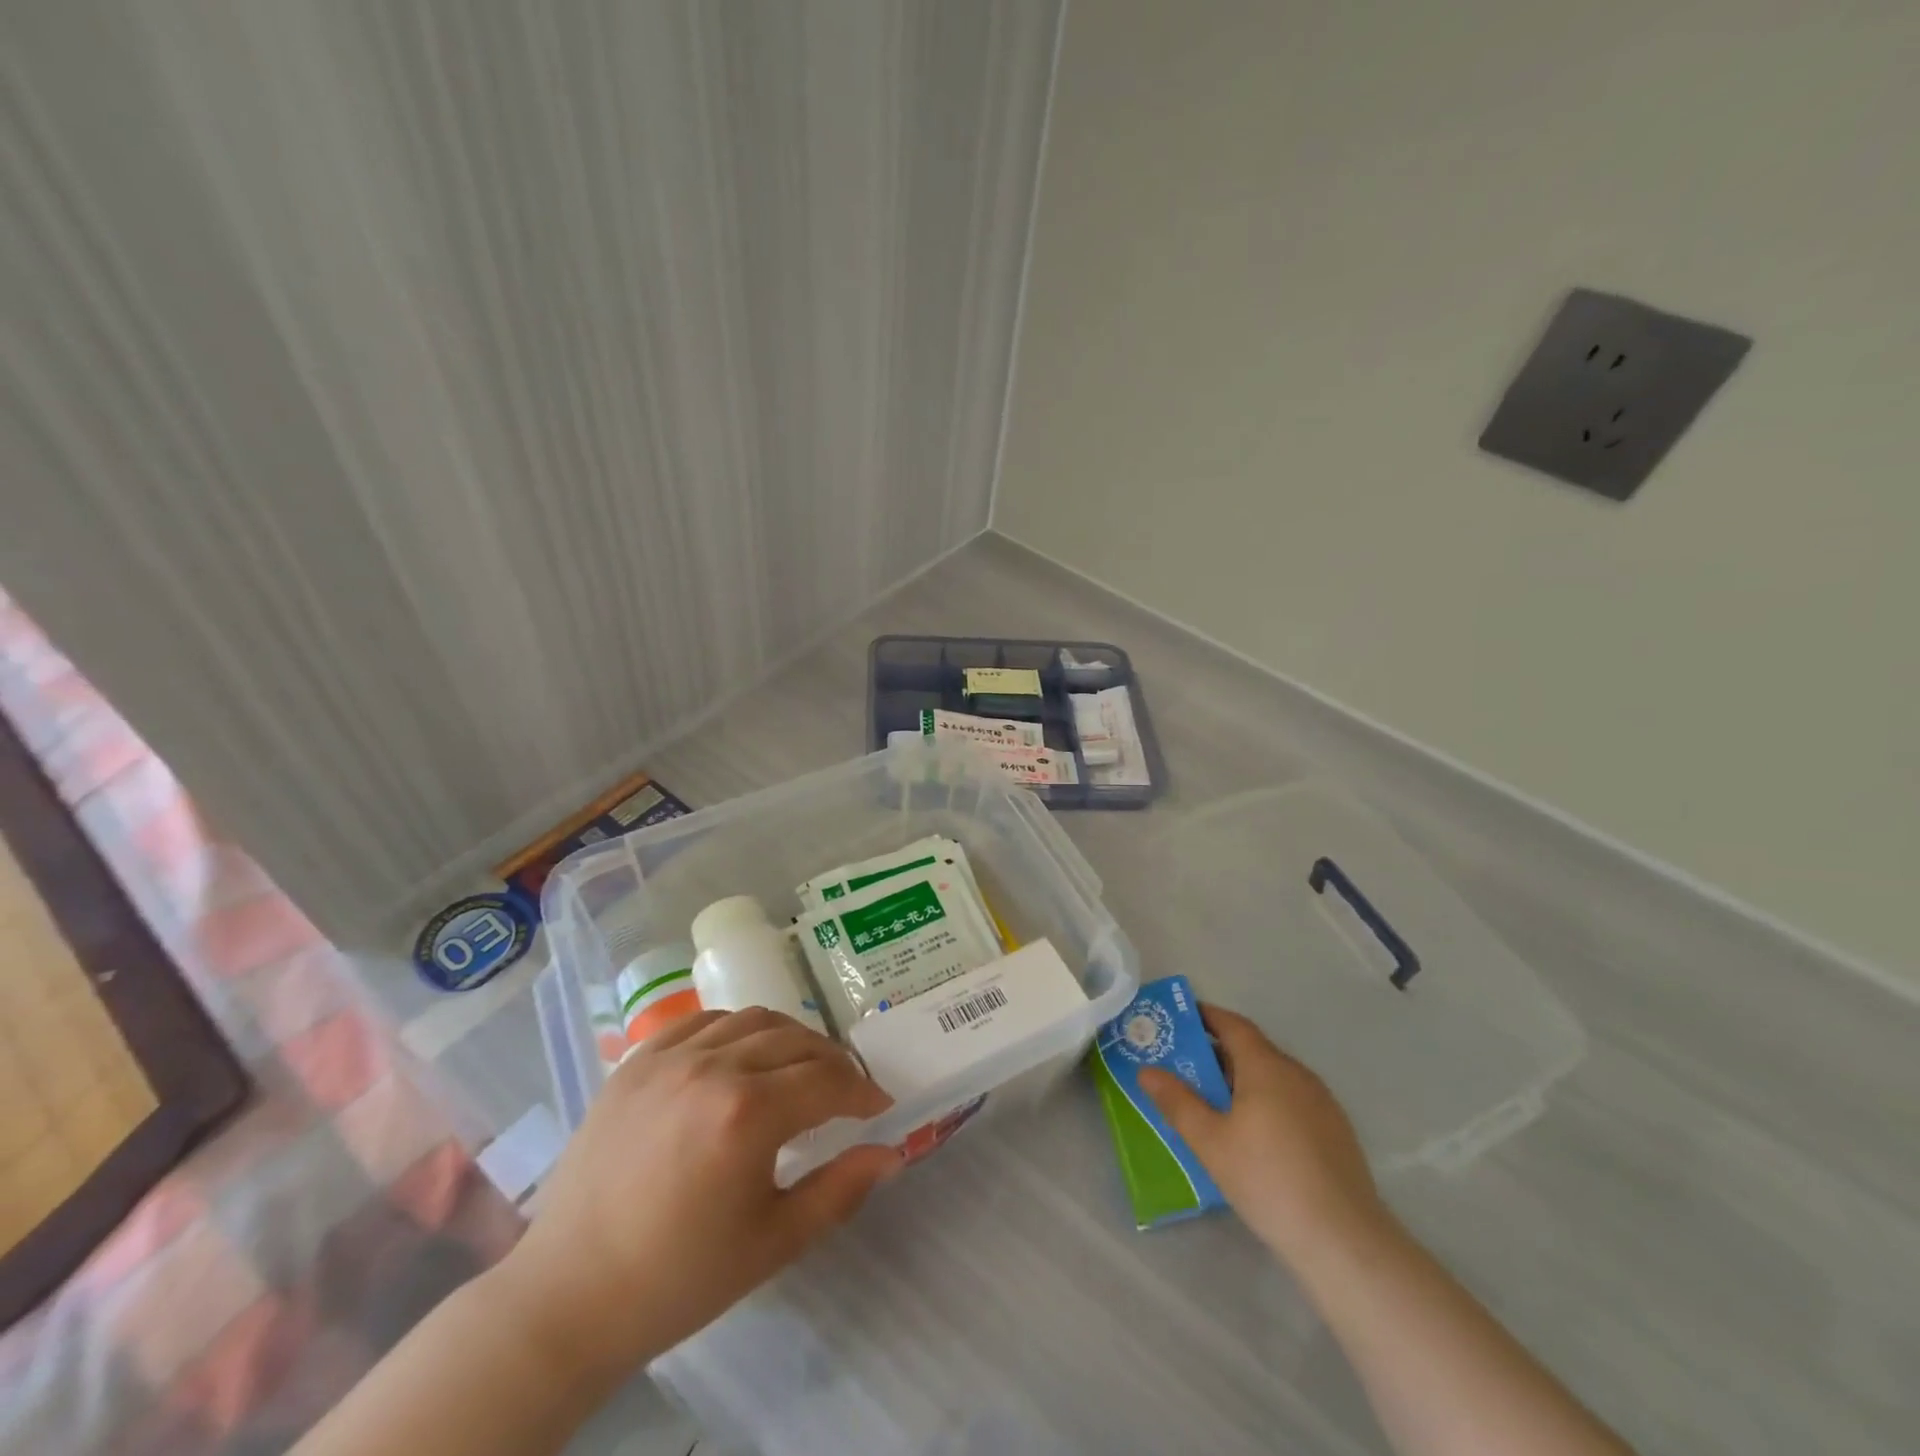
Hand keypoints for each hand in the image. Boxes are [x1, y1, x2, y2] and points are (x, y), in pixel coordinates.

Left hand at [495, 1008, 900, 1380]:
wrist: (570, 1296)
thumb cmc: (678, 1278)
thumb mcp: (774, 1243)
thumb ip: (840, 1190)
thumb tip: (891, 1153)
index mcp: (747, 1113)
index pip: (828, 1080)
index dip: (863, 1092)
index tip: (879, 1108)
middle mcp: (712, 1067)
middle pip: (797, 1041)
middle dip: (833, 1063)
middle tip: (846, 1092)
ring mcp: (669, 1057)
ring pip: (754, 1020)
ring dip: (790, 1039)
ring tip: (799, 1069)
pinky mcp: (637, 1061)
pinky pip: (703, 1021)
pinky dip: (737, 1029)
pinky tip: (742, 1056)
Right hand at [1139, 1003, 1391, 1270]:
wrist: (1344, 1240)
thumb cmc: (1268, 1179)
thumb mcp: (1210, 1141)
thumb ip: (1176, 1101)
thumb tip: (1147, 1070)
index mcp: (1266, 1065)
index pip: (1232, 1024)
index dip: (1205, 1017)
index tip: (1178, 1021)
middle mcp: (1297, 1074)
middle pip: (1251, 1050)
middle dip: (1216, 1054)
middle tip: (1182, 1068)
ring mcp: (1321, 1103)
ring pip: (1272, 1078)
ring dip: (1240, 1081)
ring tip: (1211, 1104)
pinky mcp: (1336, 1133)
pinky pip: (1290, 1102)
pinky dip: (1265, 1103)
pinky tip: (1251, 1136)